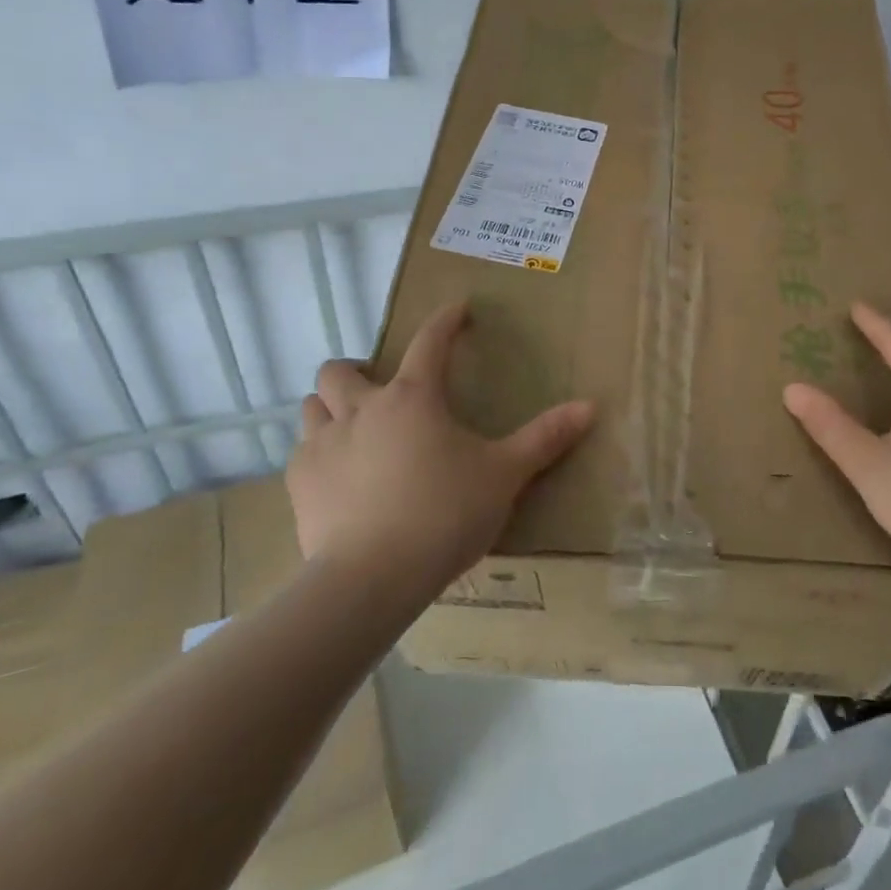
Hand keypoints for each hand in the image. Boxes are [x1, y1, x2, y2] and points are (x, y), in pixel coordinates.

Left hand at [286, 301, 594, 590]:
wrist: (373, 578)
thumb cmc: (446, 514)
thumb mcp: (505, 474)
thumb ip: (545, 438)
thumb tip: (591, 406)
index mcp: (413, 397)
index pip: (430, 341)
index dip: (445, 321)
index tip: (457, 310)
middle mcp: (362, 408)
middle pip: (341, 369)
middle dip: (357, 369)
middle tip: (379, 389)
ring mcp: (324, 445)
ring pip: (311, 405)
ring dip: (329, 407)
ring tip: (352, 429)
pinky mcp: (299, 483)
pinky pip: (301, 452)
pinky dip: (317, 453)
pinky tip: (336, 476)